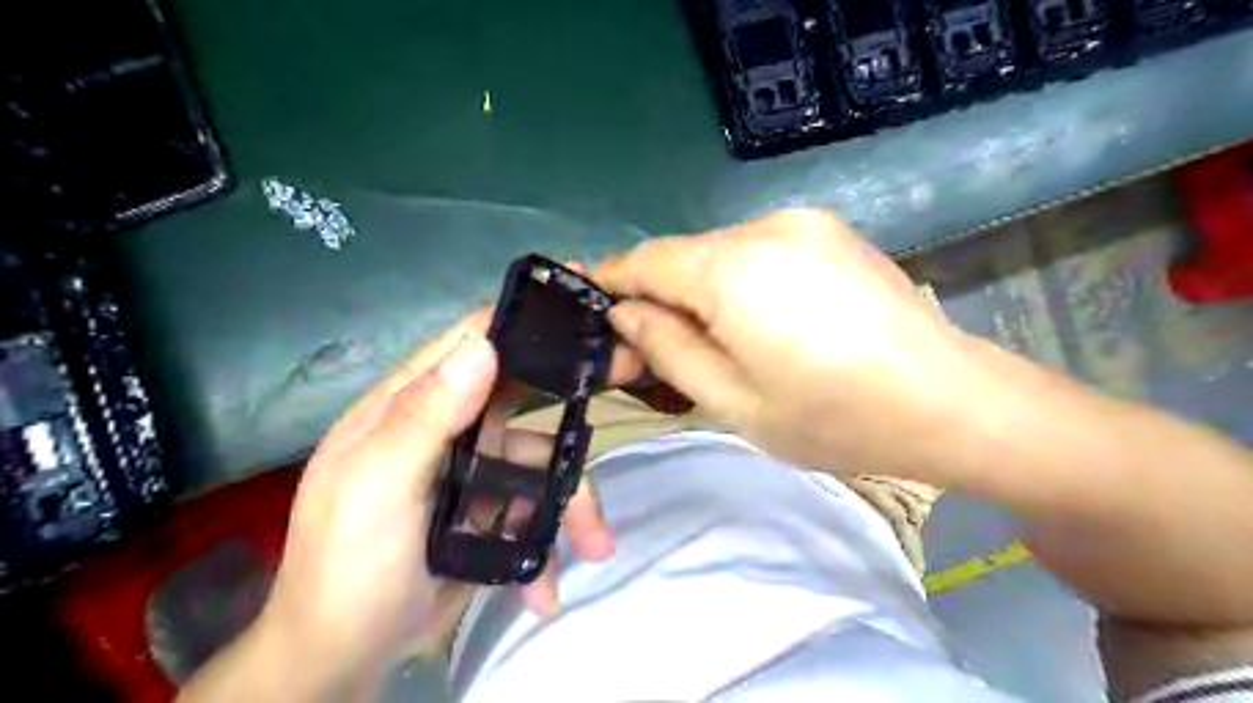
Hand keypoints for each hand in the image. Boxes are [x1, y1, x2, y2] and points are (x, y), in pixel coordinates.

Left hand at [247, 309, 613, 692]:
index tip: (583, 299)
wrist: (343, 659)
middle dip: (574, 400)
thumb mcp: (377, 485)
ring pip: (541, 463)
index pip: (471, 340)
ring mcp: (473, 471)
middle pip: (524, 397)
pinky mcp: (491, 512)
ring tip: (595, 545)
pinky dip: (548, 546)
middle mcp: (447, 426)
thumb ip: (425, 415)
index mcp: (412, 404)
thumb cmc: (348, 564)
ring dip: (570, 505)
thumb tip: (484, 346)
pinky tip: (547, 589)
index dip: (523, 317)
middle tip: (631, 379)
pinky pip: (535, 510)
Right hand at [592, 209, 978, 480]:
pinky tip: (766, 321)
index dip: (611, 279)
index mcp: (732, 270)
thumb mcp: (731, 401)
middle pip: (684, 254)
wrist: (948, 399)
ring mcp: (803, 222)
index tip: (593, 304)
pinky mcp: (831, 231)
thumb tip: (626, 314)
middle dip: (662, 294)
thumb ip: (668, 350)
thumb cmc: (833, 416)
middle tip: (660, 346)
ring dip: (704, 289)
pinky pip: (760, 249)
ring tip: (722, 341)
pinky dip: (742, 280)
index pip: (645, 260)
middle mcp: (763, 227)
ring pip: (721, 251)